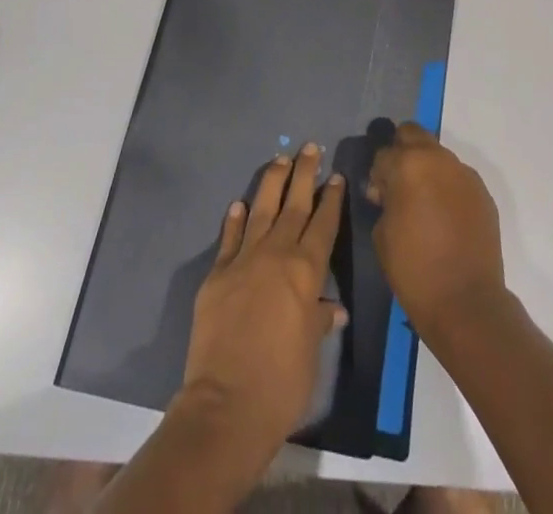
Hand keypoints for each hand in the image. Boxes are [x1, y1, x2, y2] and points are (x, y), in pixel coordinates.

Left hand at [181, 144, 348, 460]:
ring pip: (262, 209)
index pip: (323, 224)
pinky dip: (235, 219)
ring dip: (272, 182)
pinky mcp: (217, 274)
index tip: (335, 176)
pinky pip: (229, 238)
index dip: (331, 199)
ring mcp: (244, 260)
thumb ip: (319, 321)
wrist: (227, 404)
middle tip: (310, 147)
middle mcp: (276, 254)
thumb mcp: (312, 353)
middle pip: (294, 204)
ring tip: (280, 159)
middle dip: (304, 174)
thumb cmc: (282, 383)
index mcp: (306, 271)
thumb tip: (333, 309)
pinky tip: (240, 204)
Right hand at [366, 124, 507, 343]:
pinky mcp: (483, 193)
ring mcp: (465, 174)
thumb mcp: (382, 231)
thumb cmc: (413, 268)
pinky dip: (448, 189)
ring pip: (439, 156)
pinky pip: (458, 179)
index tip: (379, 198)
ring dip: (428, 170)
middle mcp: (439, 159)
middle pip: (414, 134)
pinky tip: (446, 217)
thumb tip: (391, 192)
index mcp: (408, 164)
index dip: (378, 175)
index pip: (384, 154)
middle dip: (402, 152)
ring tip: (425, 204)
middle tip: (399, 185)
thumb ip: (385, 199)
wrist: (466, 302)